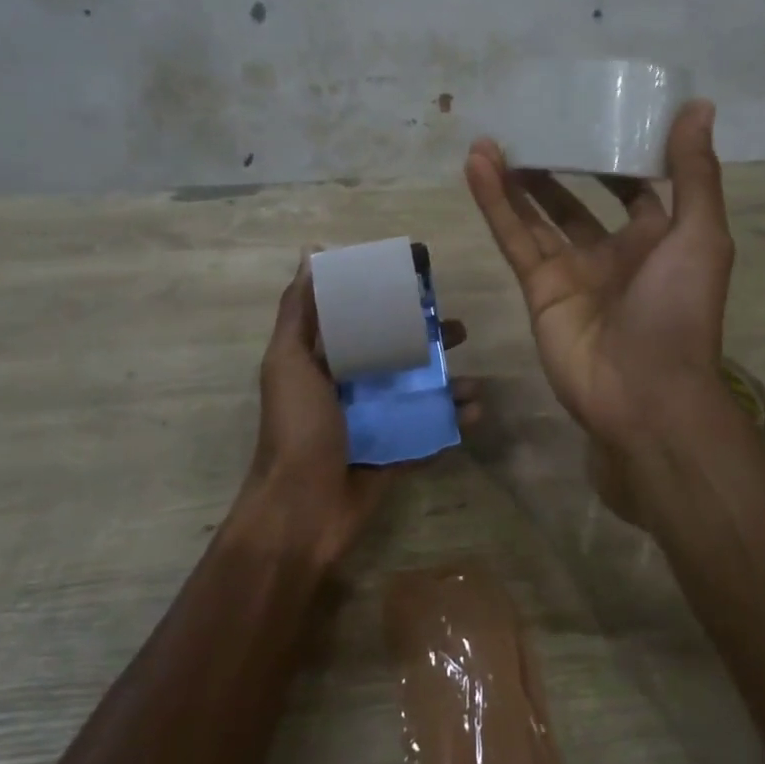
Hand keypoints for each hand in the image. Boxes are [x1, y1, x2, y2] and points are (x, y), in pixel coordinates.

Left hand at [244, 258, 478, 568]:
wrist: (301, 512)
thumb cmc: (296, 428)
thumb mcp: (289, 361)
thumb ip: (299, 311)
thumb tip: (310, 251)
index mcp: (325, 361)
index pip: (361, 319)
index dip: (388, 300)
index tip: (420, 283)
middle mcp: (352, 386)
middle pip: (398, 353)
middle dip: (429, 341)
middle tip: (460, 330)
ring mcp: (376, 421)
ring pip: (419, 391)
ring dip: (449, 382)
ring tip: (474, 380)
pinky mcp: (395, 452)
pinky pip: (429, 430)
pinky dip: (453, 420)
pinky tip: (475, 411)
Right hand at [464, 100, 733, 456]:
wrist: (646, 394)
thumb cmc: (680, 309)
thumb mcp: (701, 234)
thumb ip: (695, 172)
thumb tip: (698, 104)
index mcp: (656, 237)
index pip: (631, 185)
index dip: (613, 153)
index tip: (593, 115)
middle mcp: (611, 250)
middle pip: (575, 198)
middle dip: (555, 165)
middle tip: (531, 126)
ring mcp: (571, 270)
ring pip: (537, 214)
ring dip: (516, 178)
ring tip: (491, 139)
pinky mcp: (537, 288)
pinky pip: (514, 237)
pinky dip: (495, 202)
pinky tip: (478, 165)